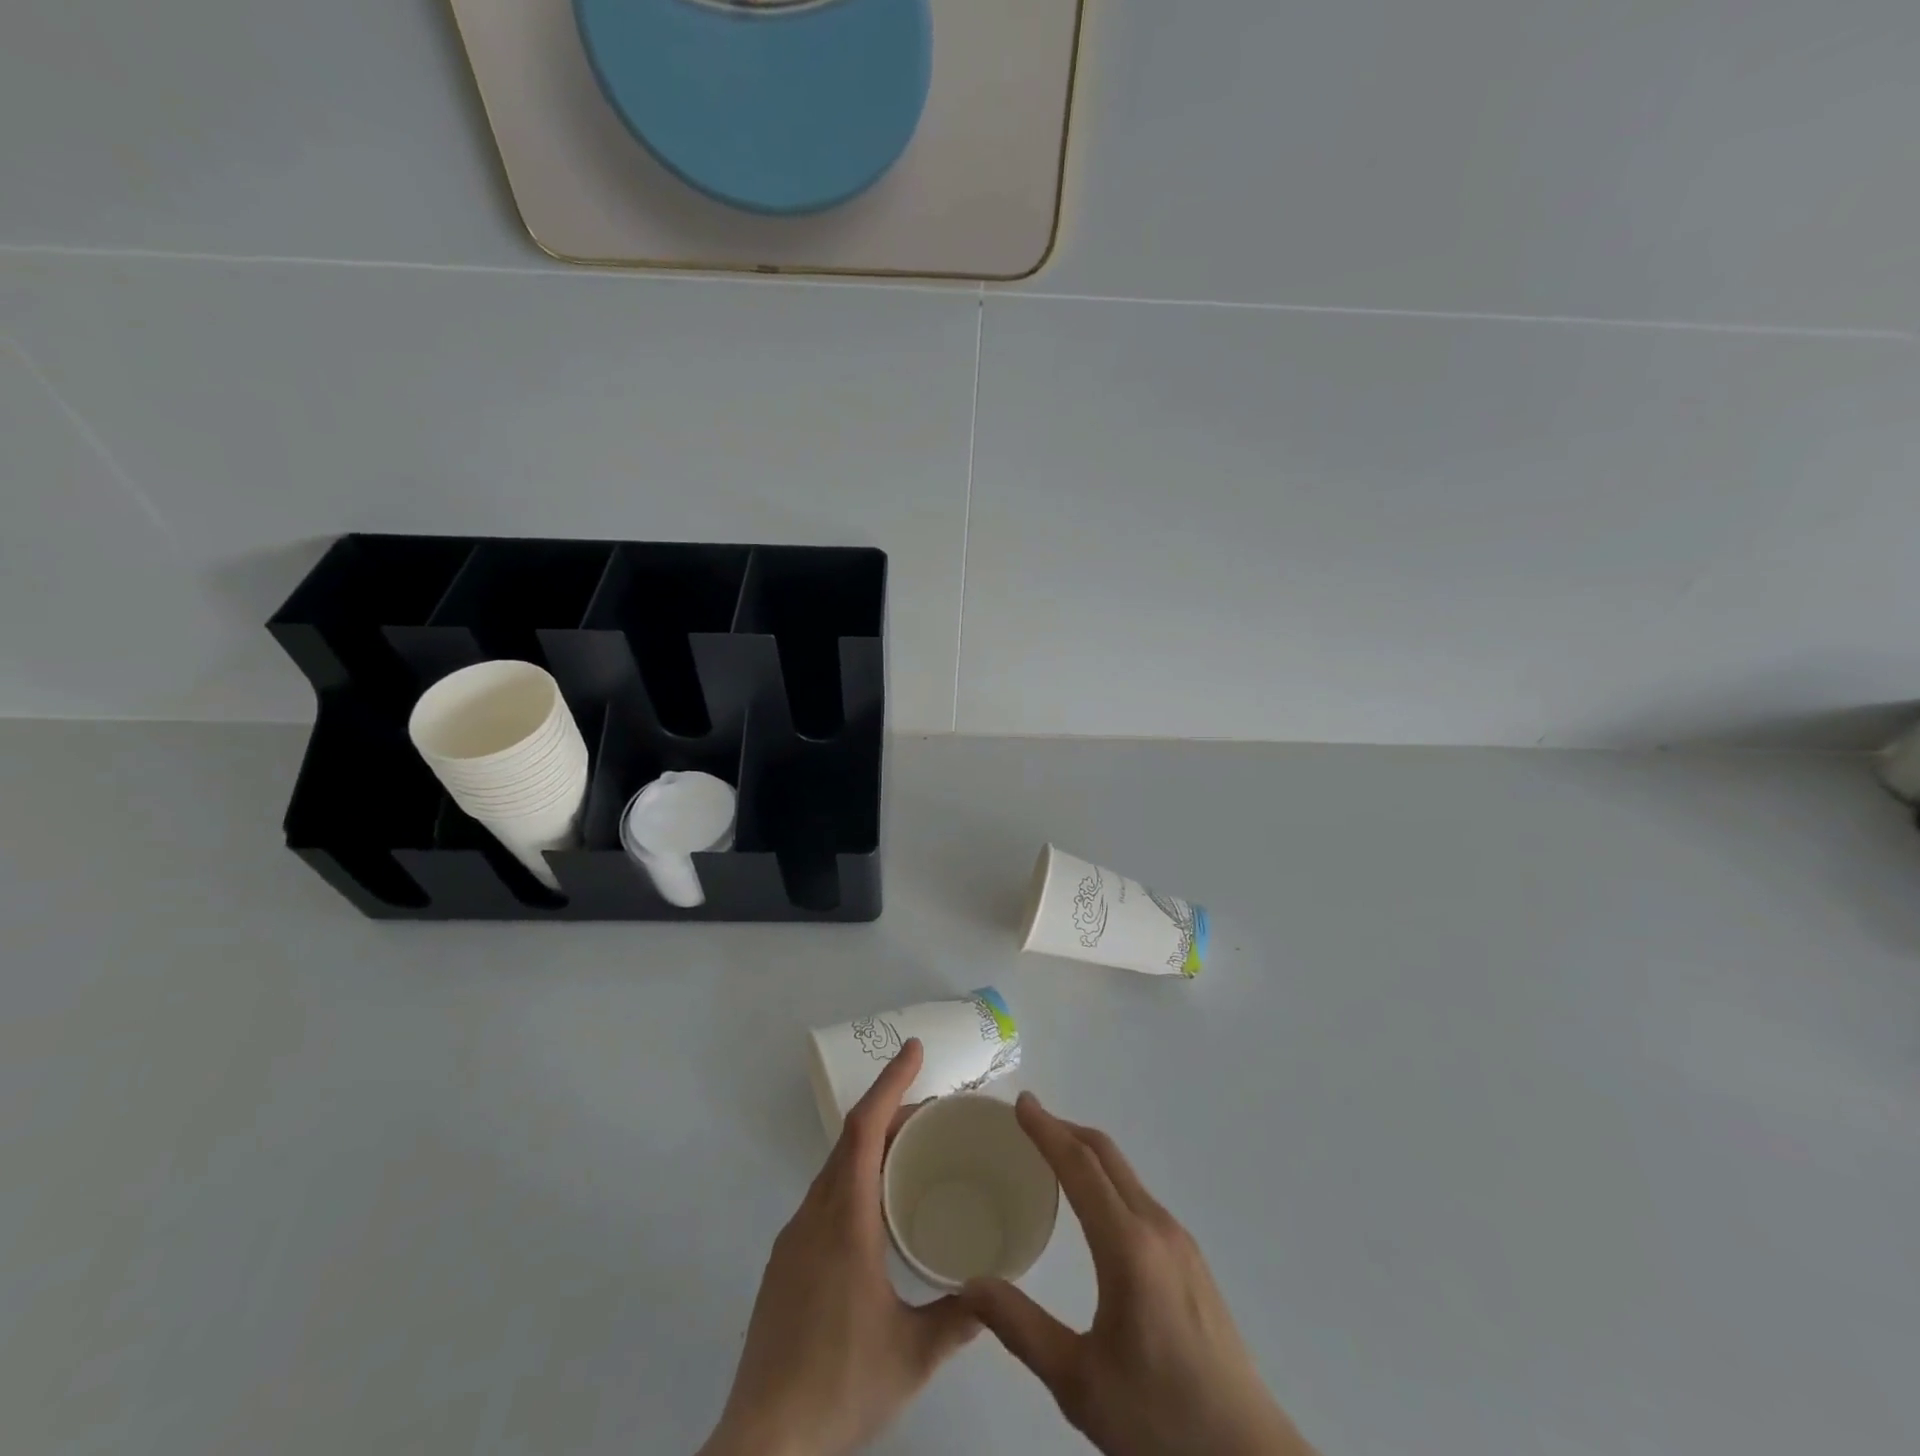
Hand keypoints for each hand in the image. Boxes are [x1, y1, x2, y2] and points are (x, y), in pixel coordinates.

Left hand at [699, 1039, 977, 1455]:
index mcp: (845, 1220)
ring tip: (910, 1152)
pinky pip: (824, 1197)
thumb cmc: (839, 1384)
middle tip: (932, 1108)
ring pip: (835, 1169)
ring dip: (871, 1146)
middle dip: (889, 1111)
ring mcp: (793, 1238)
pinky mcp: (784, 1263)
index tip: (913, 1050)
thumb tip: (995, 1291)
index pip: (865, 1129)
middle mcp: (815, 1215)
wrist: (762, 1443)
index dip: (891, 1083)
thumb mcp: (912, 1355)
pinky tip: (875, 1212)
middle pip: (850, 1140)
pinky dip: (854, 1178)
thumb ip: (958, 1318)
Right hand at [960, 1094, 1314, 1455]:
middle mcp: (1158, 1228)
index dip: (1047, 1130)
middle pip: (1107, 1156)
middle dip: (1066, 1130)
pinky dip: (1108, 1181)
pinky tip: (1094, 1208)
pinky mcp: (1192, 1262)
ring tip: (1052, 1159)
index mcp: (1128, 1246)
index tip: (1021, 1103)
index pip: (1080, 1166)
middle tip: (1028, 1121)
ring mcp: (1181, 1242)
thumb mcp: (1079, 1382)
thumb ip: (1021, 1328)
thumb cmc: (1159, 1421)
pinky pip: (1140, 1198)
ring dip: (1088, 1154)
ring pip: (1127, 1175)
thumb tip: (970, 1285)